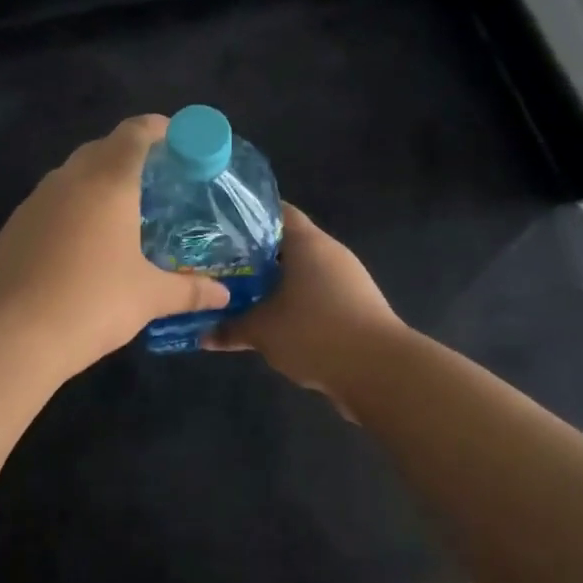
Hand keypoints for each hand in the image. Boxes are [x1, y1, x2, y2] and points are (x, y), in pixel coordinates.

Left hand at [0, 115, 229, 377]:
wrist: (7, 336)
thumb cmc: (90, 303)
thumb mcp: (148, 298)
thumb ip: (189, 291)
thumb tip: (223, 296)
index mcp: (107, 182)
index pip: (135, 132)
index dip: (159, 128)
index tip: (179, 139)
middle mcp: (68, 180)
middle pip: (102, 148)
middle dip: (130, 155)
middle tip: (158, 180)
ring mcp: (34, 202)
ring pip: (72, 175)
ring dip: (98, 181)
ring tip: (123, 212)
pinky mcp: (13, 227)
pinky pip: (51, 203)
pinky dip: (73, 208)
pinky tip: (84, 244)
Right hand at [204, 204, 401, 415]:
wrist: (380, 372)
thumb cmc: (315, 333)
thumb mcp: (263, 331)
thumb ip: (230, 328)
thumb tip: (203, 335)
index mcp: (308, 242)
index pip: (275, 211)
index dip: (246, 216)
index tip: (217, 227)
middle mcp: (329, 253)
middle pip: (286, 243)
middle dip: (253, 255)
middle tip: (218, 264)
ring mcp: (346, 281)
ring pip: (300, 272)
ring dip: (272, 283)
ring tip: (238, 293)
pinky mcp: (354, 307)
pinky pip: (314, 296)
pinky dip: (292, 303)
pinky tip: (270, 320)